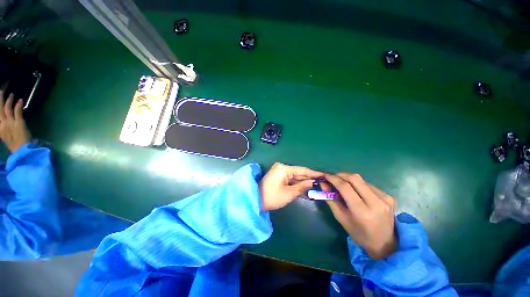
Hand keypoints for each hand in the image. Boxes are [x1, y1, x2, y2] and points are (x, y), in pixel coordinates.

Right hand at [0, 91, 30, 151]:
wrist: (20, 150)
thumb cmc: (14, 144)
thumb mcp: (5, 136)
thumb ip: (4, 128)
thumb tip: (3, 120)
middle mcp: (3, 123)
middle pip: (0, 109)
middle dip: (0, 99)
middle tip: (1, 91)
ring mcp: (11, 122)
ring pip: (8, 108)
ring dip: (9, 100)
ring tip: (11, 94)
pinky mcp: (19, 122)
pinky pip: (18, 111)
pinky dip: (18, 105)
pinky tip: (20, 100)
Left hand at [259, 163, 322, 210]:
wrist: (256, 200)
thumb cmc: (272, 197)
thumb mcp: (289, 193)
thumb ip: (303, 186)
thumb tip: (315, 183)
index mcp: (284, 168)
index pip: (302, 170)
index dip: (314, 173)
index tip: (325, 175)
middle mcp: (282, 167)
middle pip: (299, 172)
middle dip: (310, 178)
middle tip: (323, 182)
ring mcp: (280, 172)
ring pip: (295, 176)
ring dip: (304, 182)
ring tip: (318, 185)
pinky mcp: (278, 176)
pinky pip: (290, 179)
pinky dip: (297, 183)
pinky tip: (306, 187)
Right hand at [326, 173, 396, 259]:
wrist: (386, 244)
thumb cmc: (359, 234)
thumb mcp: (341, 218)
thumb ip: (331, 199)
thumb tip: (323, 184)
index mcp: (362, 212)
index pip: (345, 188)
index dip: (334, 179)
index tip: (326, 176)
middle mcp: (375, 203)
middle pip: (355, 179)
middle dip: (341, 175)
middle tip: (333, 178)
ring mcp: (384, 198)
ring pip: (362, 180)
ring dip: (349, 179)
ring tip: (343, 185)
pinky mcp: (389, 196)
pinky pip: (369, 184)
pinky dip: (358, 185)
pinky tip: (356, 191)